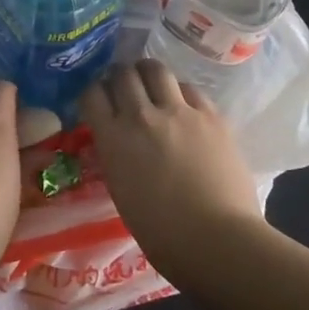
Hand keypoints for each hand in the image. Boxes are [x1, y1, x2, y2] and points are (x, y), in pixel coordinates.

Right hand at [79, 61, 261, 270]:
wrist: (216, 240)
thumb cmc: (161, 232)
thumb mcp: (121, 189)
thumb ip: (116, 154)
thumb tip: (119, 139)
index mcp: (113, 138)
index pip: (92, 94)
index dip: (93, 93)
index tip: (98, 100)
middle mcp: (141, 115)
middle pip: (122, 74)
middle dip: (118, 76)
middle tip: (123, 86)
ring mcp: (178, 111)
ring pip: (155, 69)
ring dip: (147, 73)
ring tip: (151, 82)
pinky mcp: (210, 115)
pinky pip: (189, 89)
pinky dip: (180, 92)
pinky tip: (183, 104)